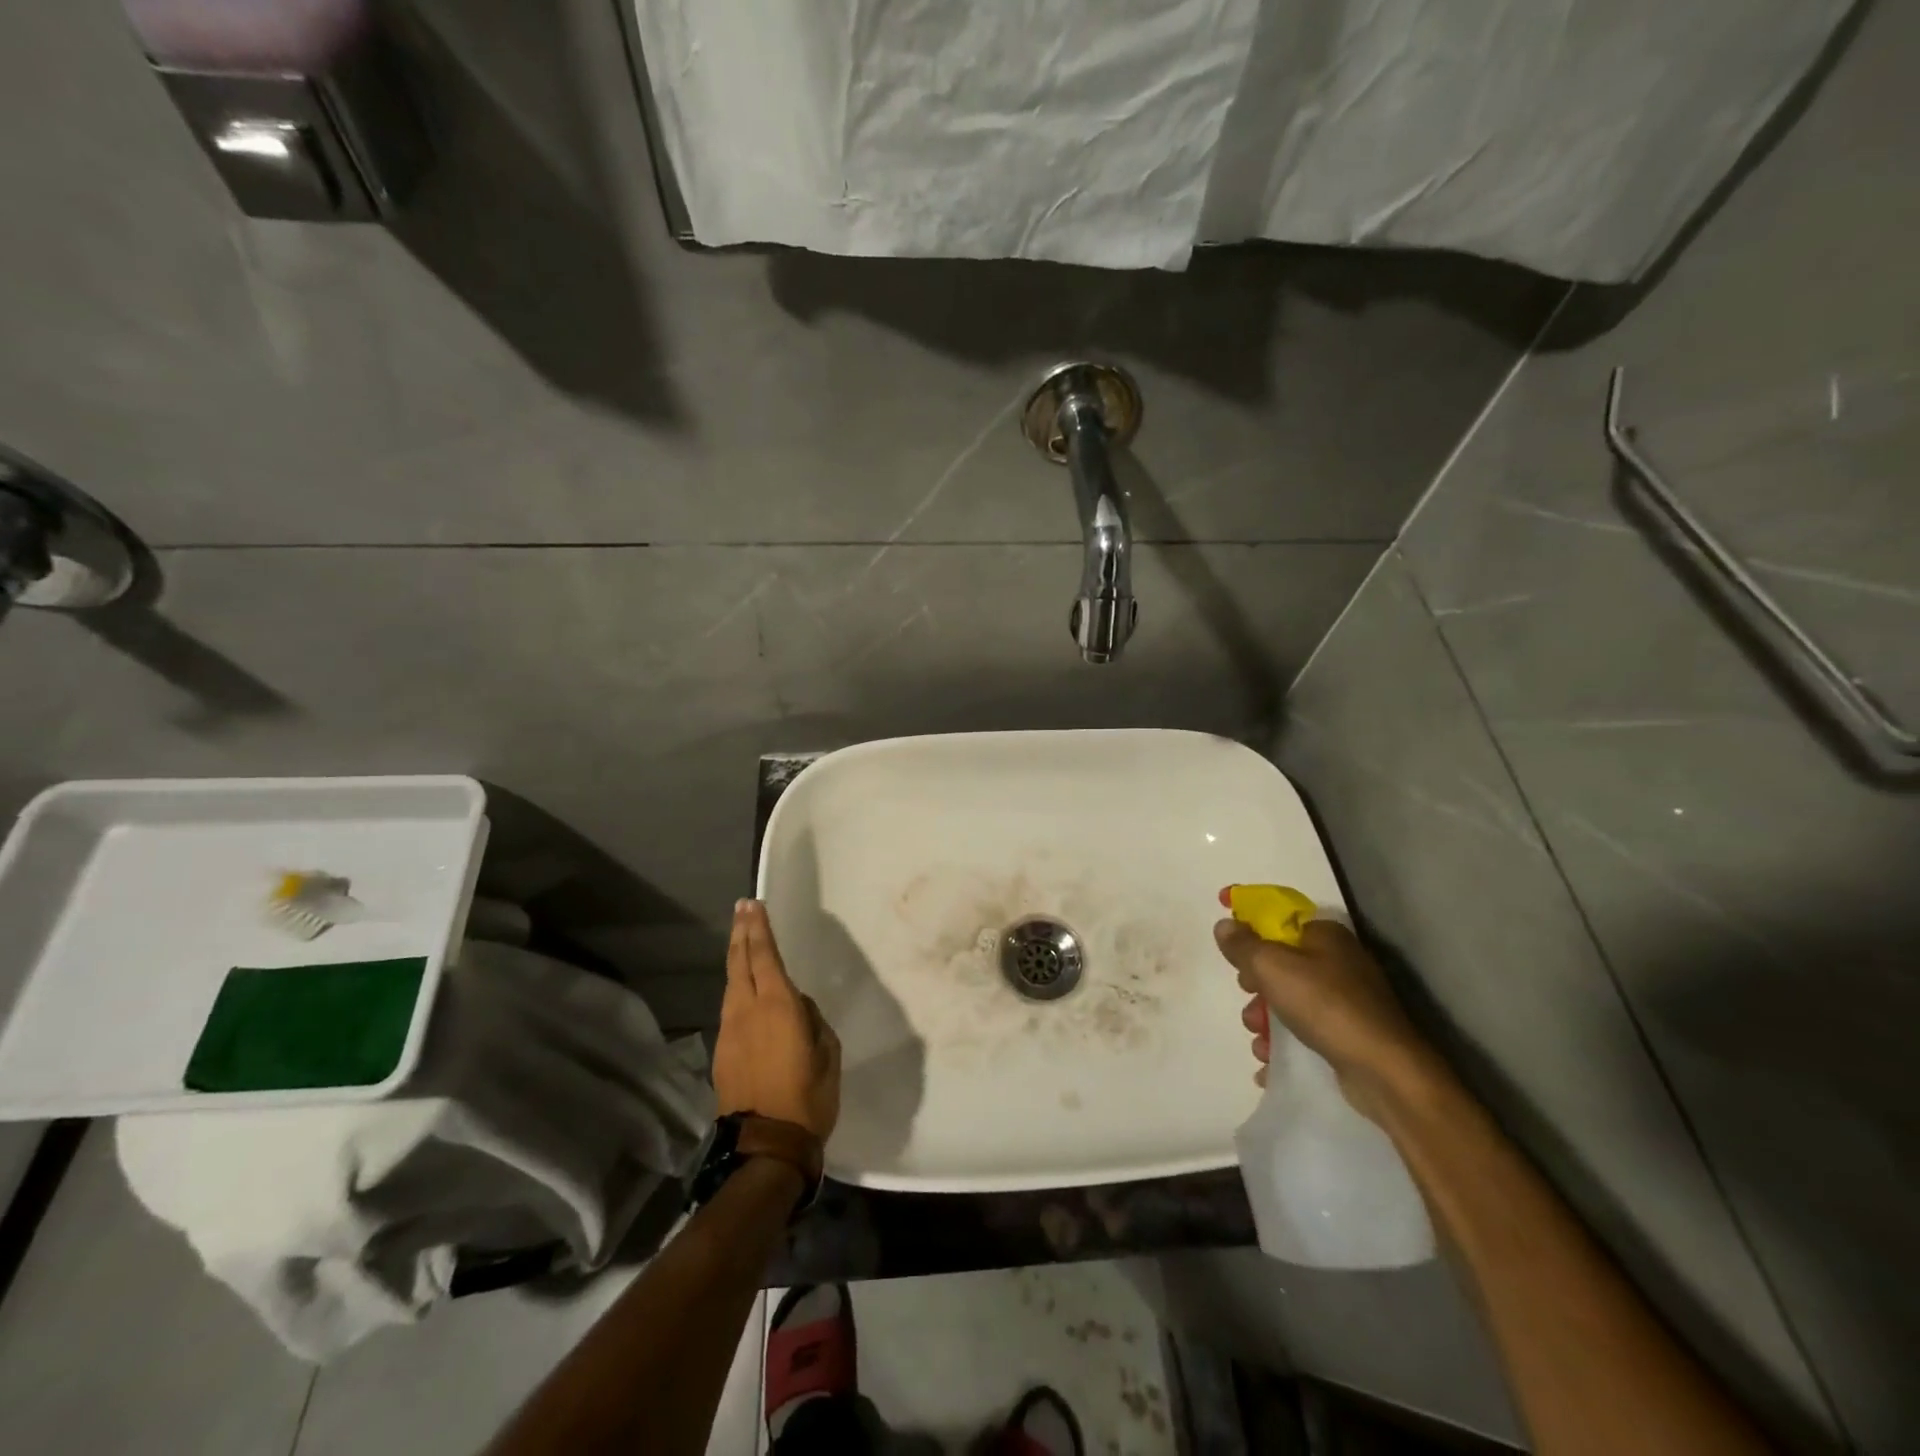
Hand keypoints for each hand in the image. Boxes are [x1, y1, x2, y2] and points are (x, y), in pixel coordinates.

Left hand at [714, 899, 841, 1139]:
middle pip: (740, 962)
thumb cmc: (808, 1097)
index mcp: (778, 1006)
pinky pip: (731, 1007)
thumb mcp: (827, 1053)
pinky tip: (744, 987)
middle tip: (742, 908)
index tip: (754, 905)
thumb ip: (812, 1020)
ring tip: (741, 940)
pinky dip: (737, 987)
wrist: (766, 1146)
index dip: (759, 929)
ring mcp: (730, 1031)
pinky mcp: (722, 1051)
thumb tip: (797, 1007)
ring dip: (736, 958)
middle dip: (741, 933)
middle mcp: (748, 1010)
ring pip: (731, 984)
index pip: (765, 956)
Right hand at [1214, 911, 1435, 1120]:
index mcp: (1325, 934)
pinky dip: (1282, 1043)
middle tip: (1248, 995)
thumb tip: (1225, 926)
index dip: (1248, 916)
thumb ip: (1243, 944)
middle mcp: (1338, 961)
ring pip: (1287, 999)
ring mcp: (1346, 1000)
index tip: (1224, 927)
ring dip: (1264, 1018)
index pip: (1278, 915)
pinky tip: (1269, 1059)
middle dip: (1255, 982)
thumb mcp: (1272, 966)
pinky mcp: (1347, 1034)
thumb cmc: (1325, 1005)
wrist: (1384, 1071)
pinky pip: (1303, 1030)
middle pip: (1279, 961)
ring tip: (1259, 1038)